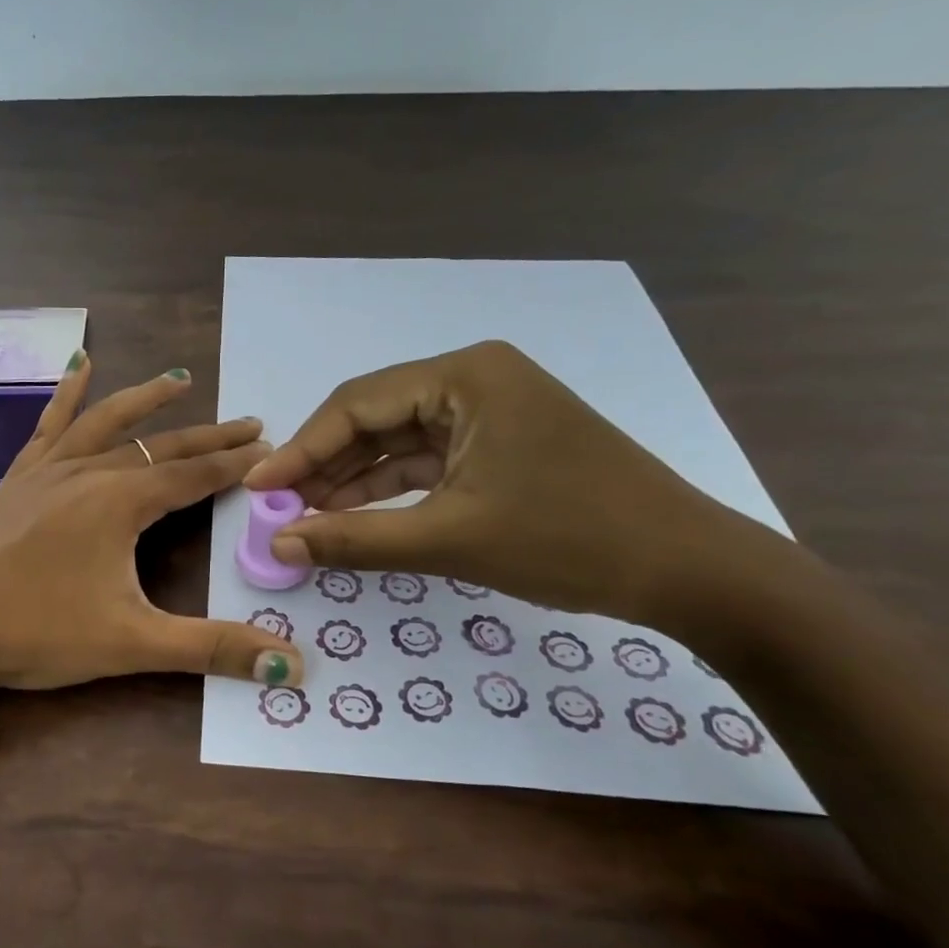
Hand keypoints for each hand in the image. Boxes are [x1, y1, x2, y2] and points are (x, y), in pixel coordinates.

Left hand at [0, 356, 303, 691]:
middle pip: (161, 446)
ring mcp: (47, 472)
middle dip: (209, 435)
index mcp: (120, 502)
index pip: (194, 475)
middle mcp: (88, 473)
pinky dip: (68, 394)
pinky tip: (78, 365)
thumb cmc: (32, 631)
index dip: (236, 464)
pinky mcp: (17, 480)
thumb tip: (291, 664)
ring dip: (147, 401)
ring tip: (179, 379)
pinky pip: (49, 427)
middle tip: (250, 422)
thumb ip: (209, 649)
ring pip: (107, 423)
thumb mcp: (130, 643)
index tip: (271, 449)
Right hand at [242, 340, 761, 628]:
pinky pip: (428, 462)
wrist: (690, 571)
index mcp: (465, 376)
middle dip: (324, 467)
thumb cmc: (569, 539)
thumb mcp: (449, 540)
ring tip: (305, 519)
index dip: (300, 450)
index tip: (258, 489)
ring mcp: (491, 412)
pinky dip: (390, 491)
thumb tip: (277, 545)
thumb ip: (354, 539)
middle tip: (278, 511)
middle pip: (374, 419)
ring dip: (353, 481)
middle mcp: (474, 380)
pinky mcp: (501, 445)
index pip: (357, 405)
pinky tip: (353, 517)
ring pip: (398, 443)